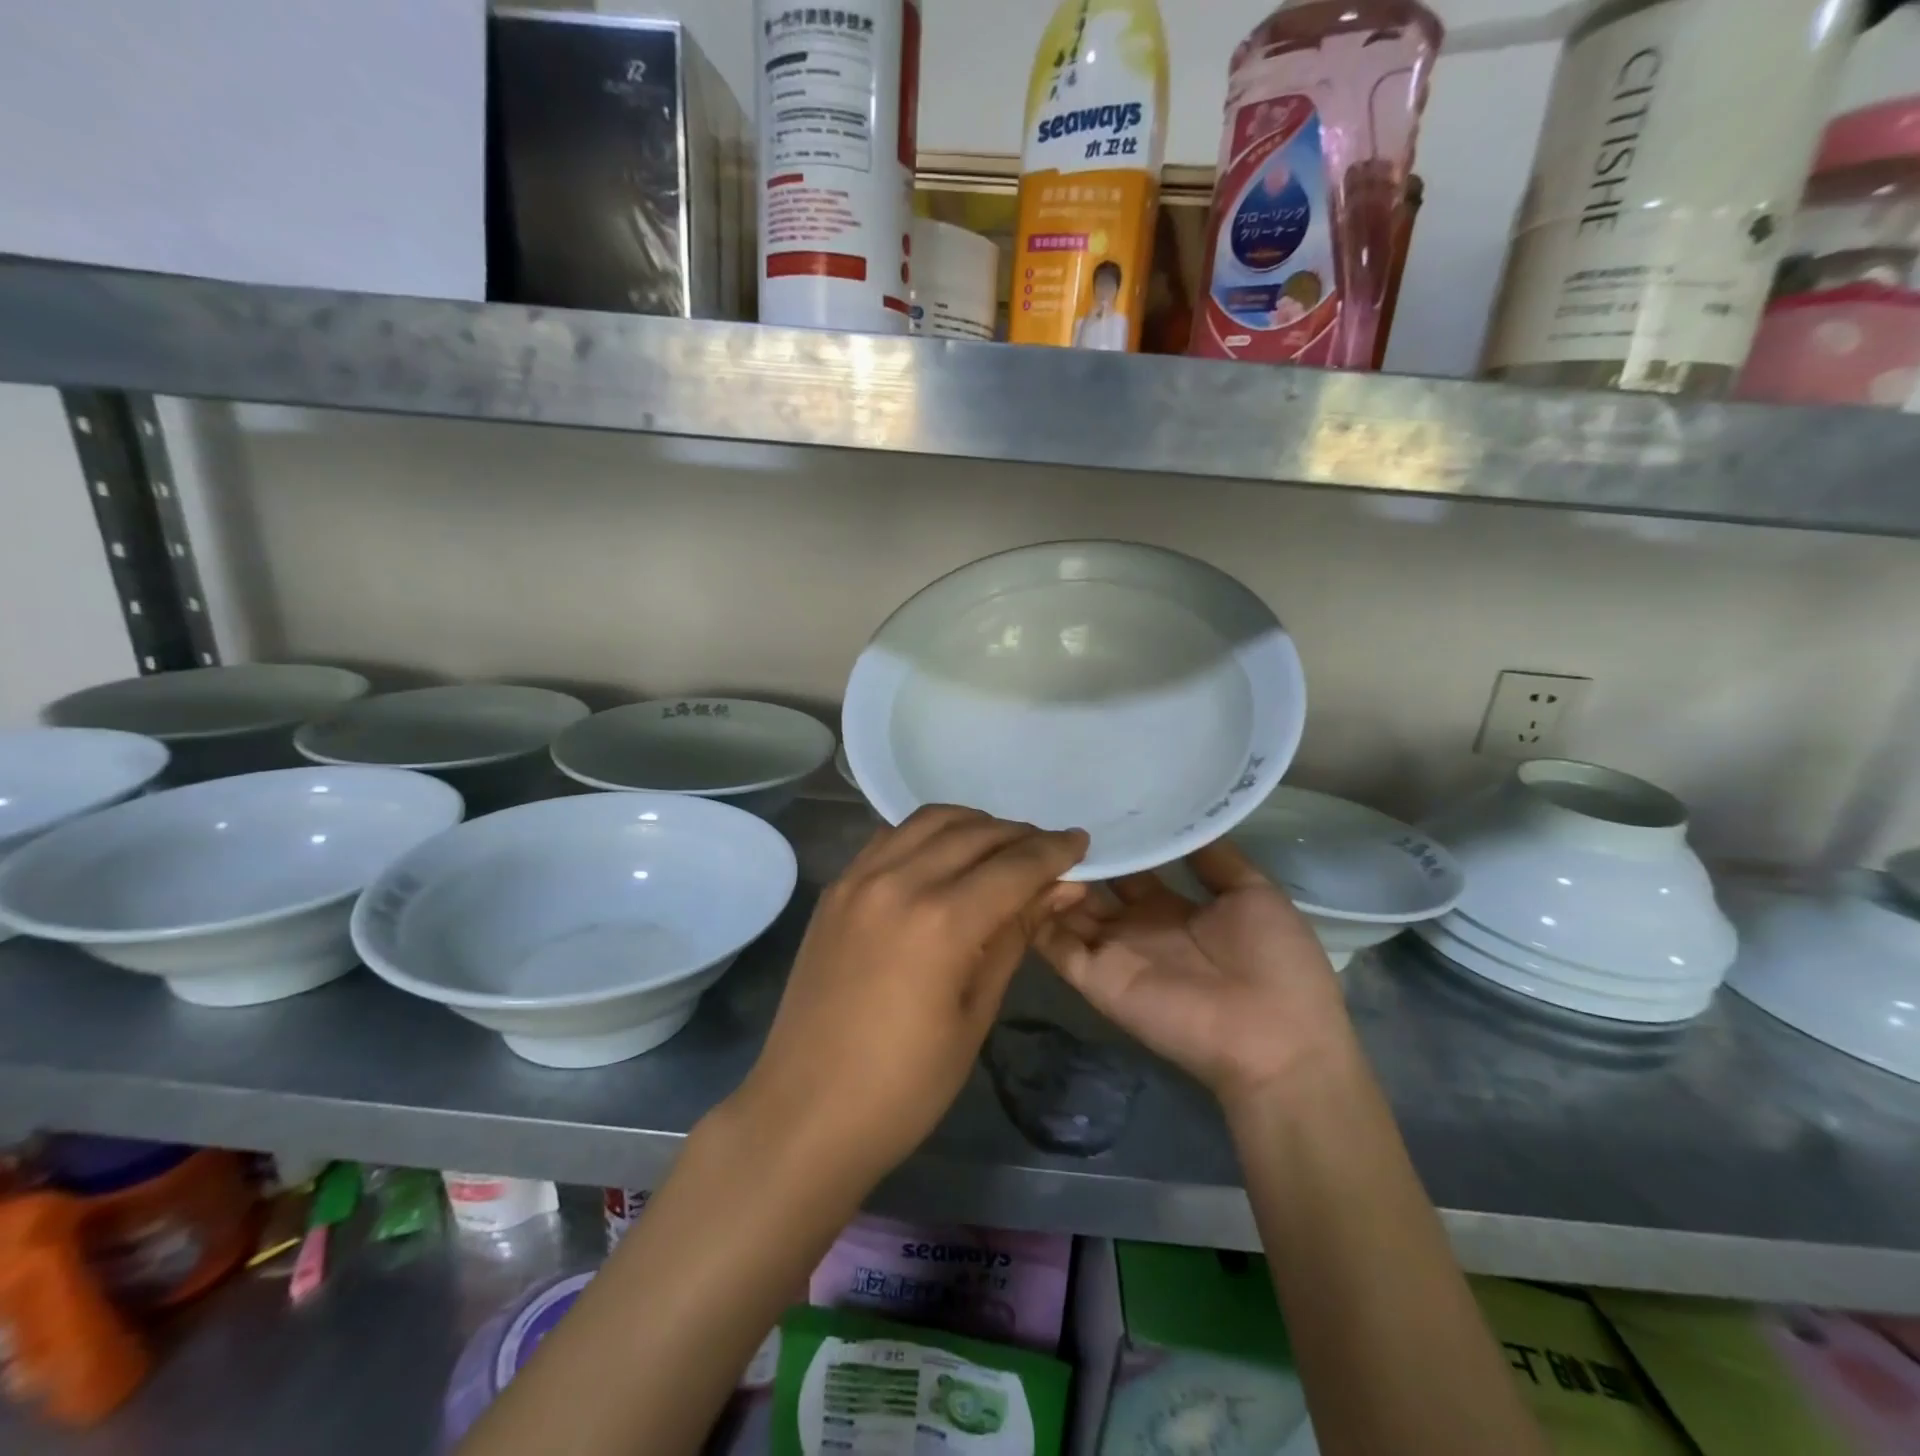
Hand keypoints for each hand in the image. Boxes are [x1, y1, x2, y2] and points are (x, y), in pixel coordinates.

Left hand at [734, 806, 1087, 1188]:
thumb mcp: (975, 1013)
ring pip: (929, 820)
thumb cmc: (904, 1085)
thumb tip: (1061, 888)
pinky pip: (890, 837)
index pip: (1014, 866)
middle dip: (1019, 835)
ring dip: (973, 824)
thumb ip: (1015, 936)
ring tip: (999, 848)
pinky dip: (927, 834)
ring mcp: (858, 879)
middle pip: (974, 833)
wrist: (805, 1112)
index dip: (1054, 851)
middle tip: (1047, 851)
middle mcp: (898, 881)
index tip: (1081, 843)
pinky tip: (943, 857)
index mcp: (941, 921)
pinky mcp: (835, 888)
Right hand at [1035, 842, 1354, 1111]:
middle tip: (1047, 814)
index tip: (1091, 804)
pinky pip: (1056, 944)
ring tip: (1028, 838)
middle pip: (1093, 887)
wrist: (1275, 1039)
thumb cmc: (1276, 963)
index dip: (1113, 842)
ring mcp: (1112, 951)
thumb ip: (1217, 860)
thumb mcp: (1255, 895)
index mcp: (1170, 906)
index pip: (1129, 868)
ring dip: (1050, 879)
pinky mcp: (1096, 977)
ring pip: (1066, 910)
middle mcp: (1135, 926)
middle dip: (1074, 857)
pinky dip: (1039, 914)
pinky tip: (1027, 877)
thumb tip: (1190, 818)